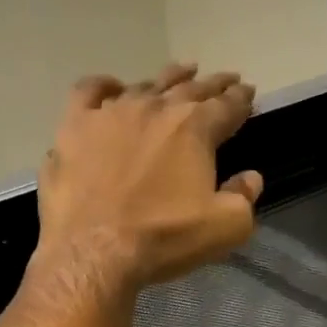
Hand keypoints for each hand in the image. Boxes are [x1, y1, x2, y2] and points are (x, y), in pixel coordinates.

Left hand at [33, 63, 261, 292]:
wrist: (95, 251)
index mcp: (194, 128)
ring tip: (180, 74)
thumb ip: (244, 198)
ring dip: (167, 79)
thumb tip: (250, 178)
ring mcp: (111, 113)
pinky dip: (103, 86)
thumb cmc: (163, 238)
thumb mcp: (224, 228)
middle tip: (225, 79)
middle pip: (189, 88)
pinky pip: (88, 92)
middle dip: (212, 84)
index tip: (248, 92)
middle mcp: (154, 108)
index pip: (226, 106)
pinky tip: (112, 87)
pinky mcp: (75, 128)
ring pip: (144, 85)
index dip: (241, 99)